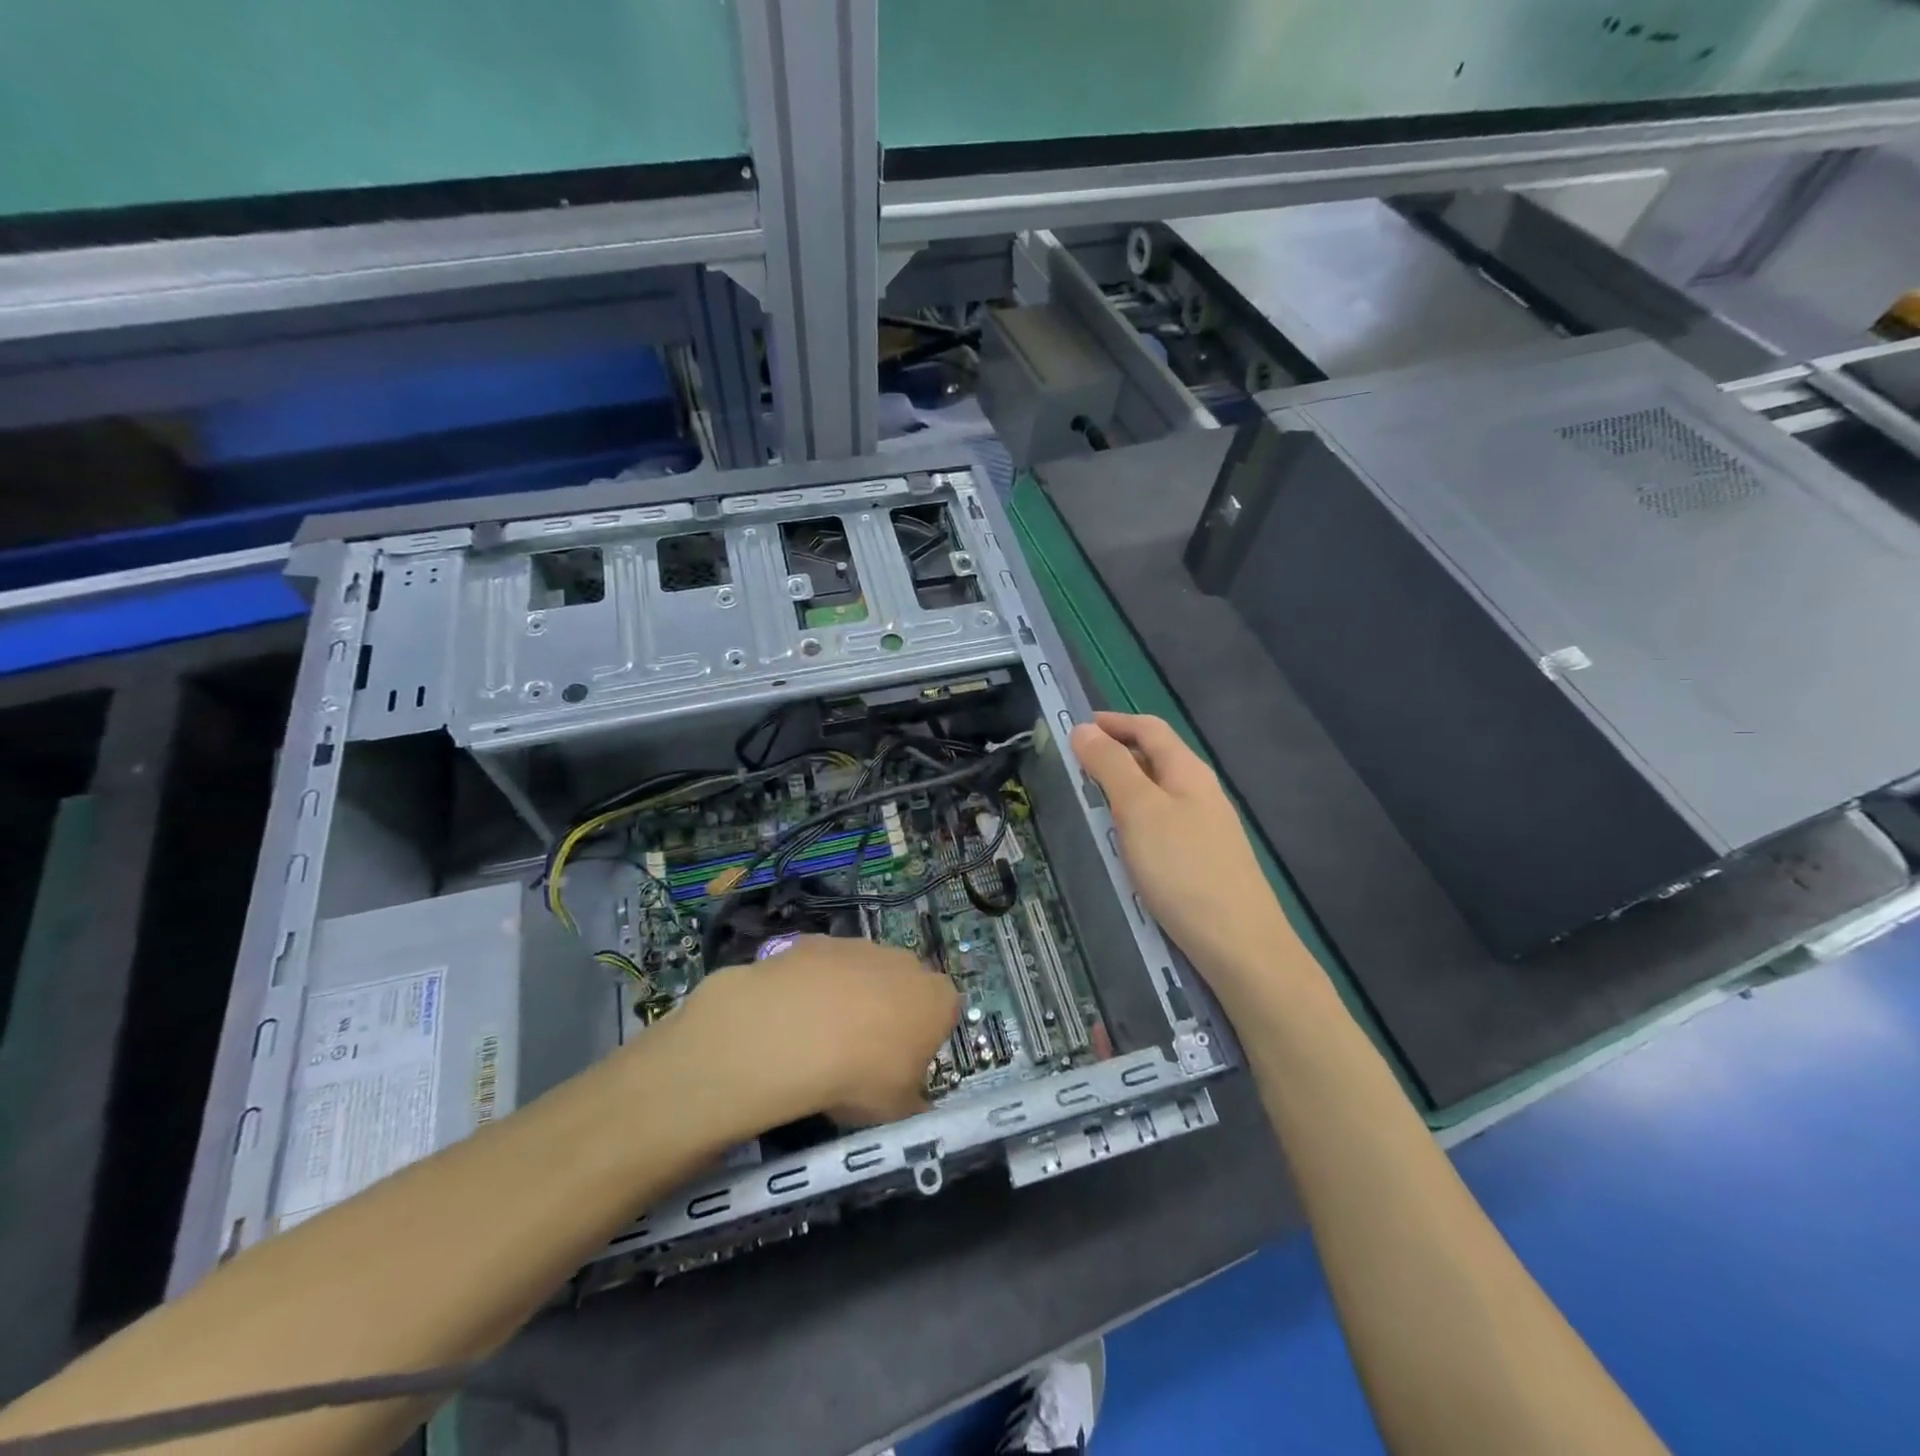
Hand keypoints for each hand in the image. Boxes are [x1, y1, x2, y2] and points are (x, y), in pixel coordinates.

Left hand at [672, 936, 959, 1127]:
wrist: (797, 1032)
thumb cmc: (863, 1075)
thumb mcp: (898, 1109)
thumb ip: (912, 1101)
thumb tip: (914, 1102)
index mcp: (938, 1001)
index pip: (945, 1014)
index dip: (925, 1039)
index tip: (904, 1065)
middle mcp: (907, 964)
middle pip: (905, 987)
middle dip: (889, 1012)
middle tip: (862, 1052)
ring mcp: (862, 947)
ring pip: (864, 973)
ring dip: (850, 998)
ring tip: (821, 1039)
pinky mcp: (820, 942)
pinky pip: (824, 968)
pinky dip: (815, 988)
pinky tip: (794, 1018)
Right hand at [1071, 712, 1287, 983]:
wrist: (1240, 945)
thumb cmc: (1183, 869)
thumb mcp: (1139, 810)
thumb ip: (1111, 767)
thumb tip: (1083, 729)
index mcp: (1188, 771)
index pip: (1150, 729)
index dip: (1114, 722)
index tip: (1078, 726)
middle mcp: (1201, 792)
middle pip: (1157, 757)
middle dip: (1118, 751)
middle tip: (1076, 764)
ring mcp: (1206, 828)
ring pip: (1160, 792)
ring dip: (1126, 785)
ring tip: (1092, 798)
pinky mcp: (1203, 860)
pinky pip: (1164, 822)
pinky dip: (1136, 816)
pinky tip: (1124, 839)